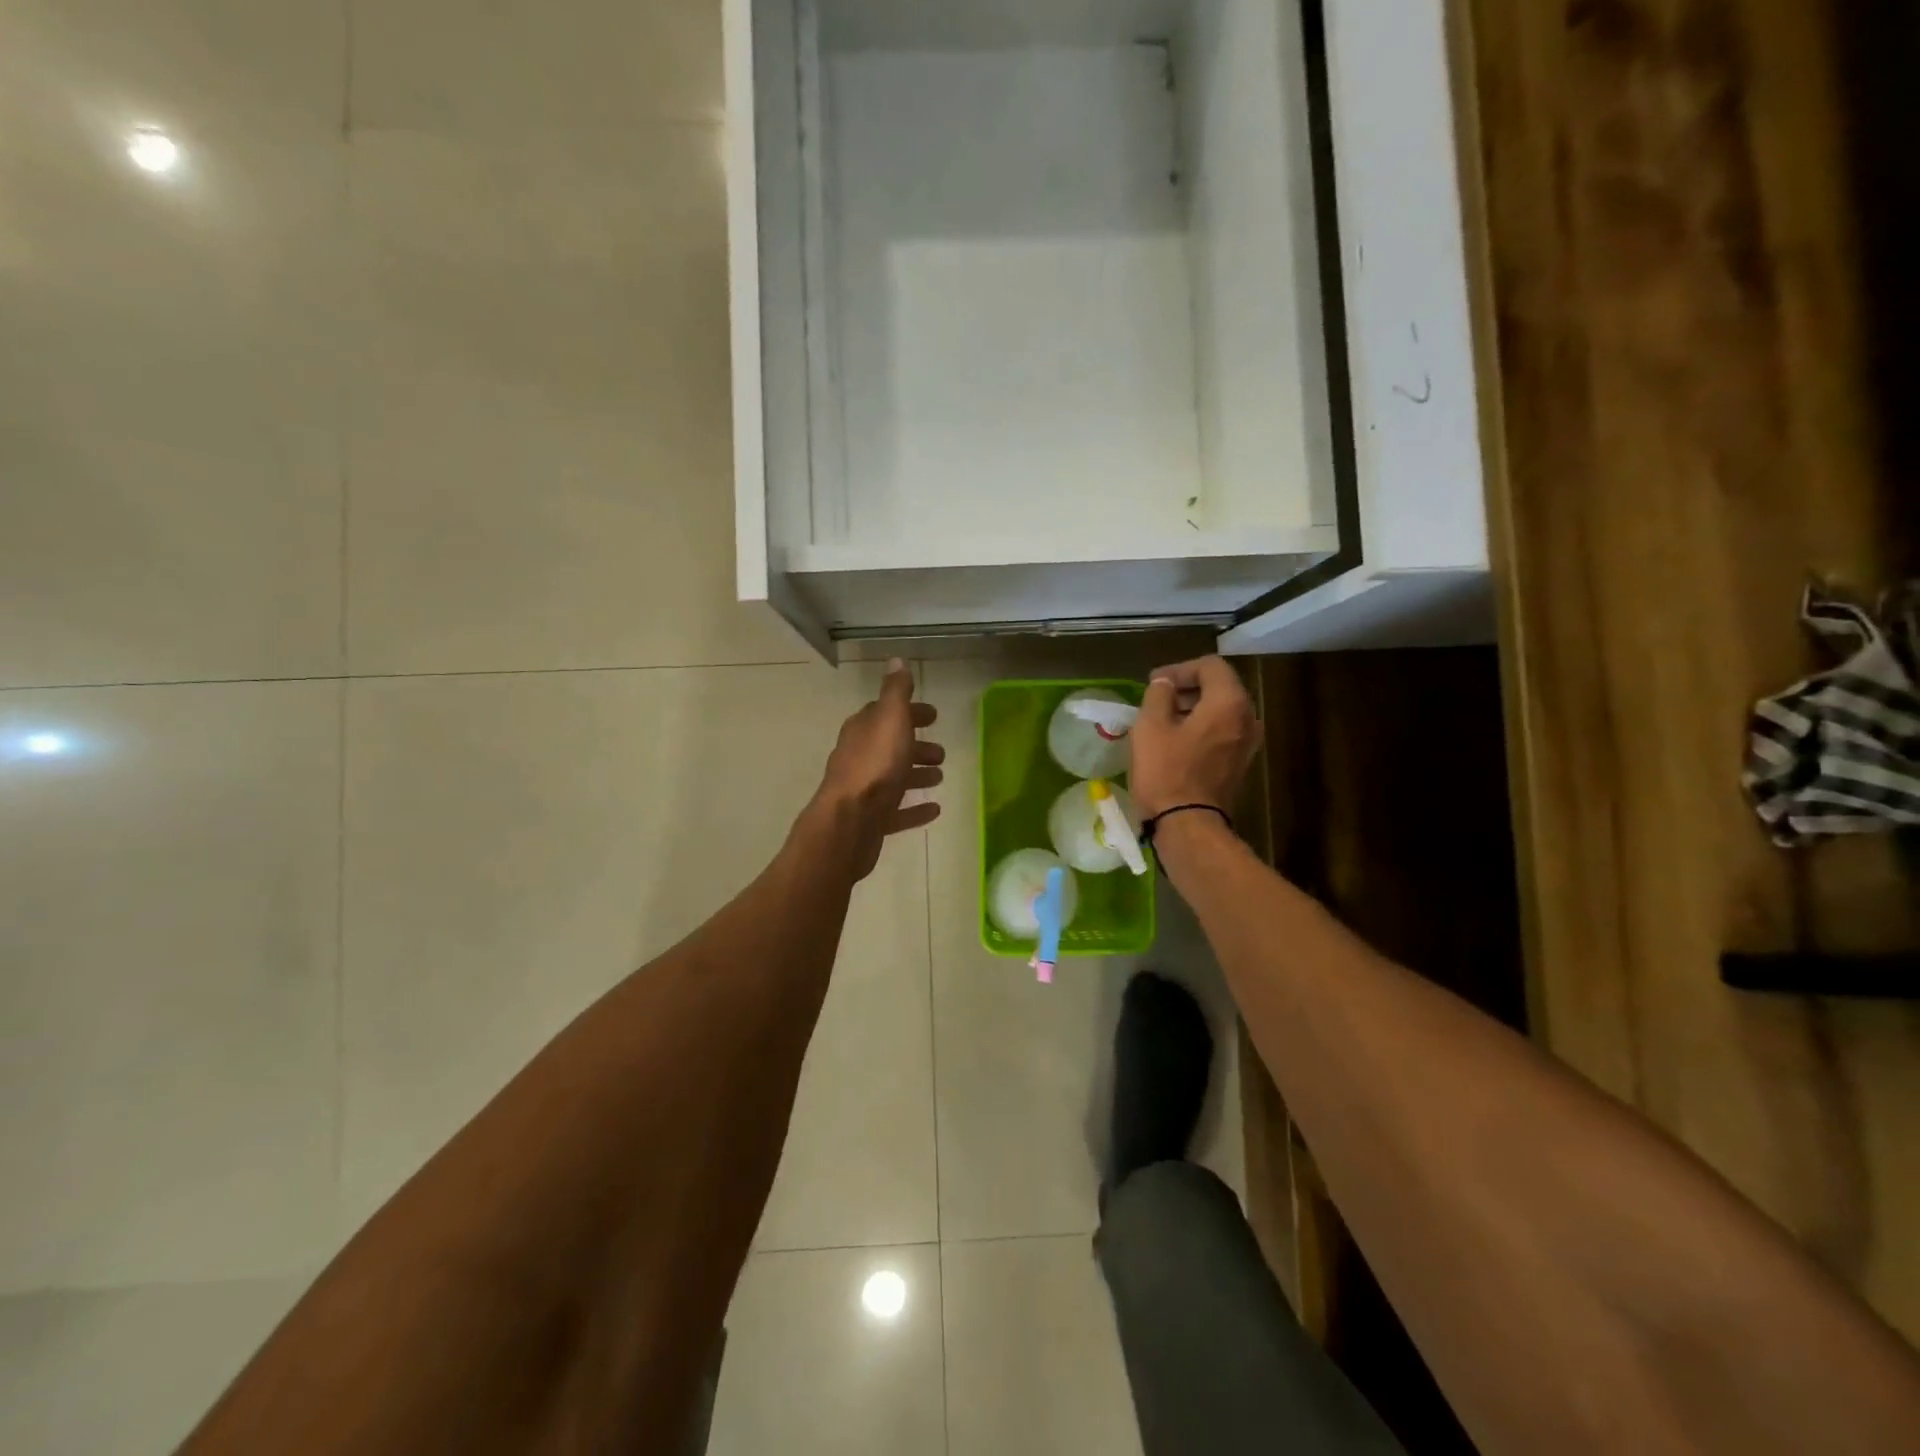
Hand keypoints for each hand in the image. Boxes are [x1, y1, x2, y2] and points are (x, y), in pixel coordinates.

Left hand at [806, 659, 943, 879]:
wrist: (849, 822)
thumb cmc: (874, 766)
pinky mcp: (870, 821)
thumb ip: (895, 691)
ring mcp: (863, 791)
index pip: (886, 714)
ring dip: (916, 775)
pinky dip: (914, 808)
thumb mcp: (890, 719)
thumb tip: (896, 659)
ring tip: (940, 777)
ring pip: (894, 778)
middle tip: (941, 752)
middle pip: (890, 747)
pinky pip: (896, 811)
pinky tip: (934, 810)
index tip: (933, 717)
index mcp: (863, 730)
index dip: (910, 713)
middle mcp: (859, 757)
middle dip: (916, 746)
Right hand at [1131, 656, 1260, 820]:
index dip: (1179, 668)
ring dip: (1194, 708)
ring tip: (1163, 719)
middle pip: (1220, 687)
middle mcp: (1248, 718)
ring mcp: (1248, 744)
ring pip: (1221, 711)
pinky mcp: (1240, 764)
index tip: (1154, 682)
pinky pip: (1222, 733)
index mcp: (1229, 702)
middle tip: (1157, 698)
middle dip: (1188, 688)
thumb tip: (1165, 684)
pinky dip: (1201, 728)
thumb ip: (1158, 694)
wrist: (1187, 825)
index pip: (1210, 666)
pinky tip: (1176, 741)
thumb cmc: (1166, 771)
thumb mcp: (1150, 726)